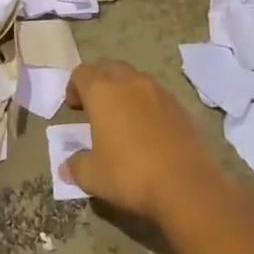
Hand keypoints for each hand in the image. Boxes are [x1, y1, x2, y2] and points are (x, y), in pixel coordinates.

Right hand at [62, 61, 232, 223]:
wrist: (186, 186)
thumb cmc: (129, 175)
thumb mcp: (92, 176)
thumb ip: (76, 166)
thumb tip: (67, 167)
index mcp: (103, 91)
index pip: (82, 73)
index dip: (74, 87)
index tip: (74, 109)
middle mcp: (130, 83)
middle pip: (110, 68)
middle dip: (100, 83)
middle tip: (96, 108)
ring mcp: (159, 92)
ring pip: (136, 80)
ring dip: (125, 92)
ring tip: (123, 119)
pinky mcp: (181, 107)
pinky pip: (157, 97)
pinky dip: (147, 106)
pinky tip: (149, 132)